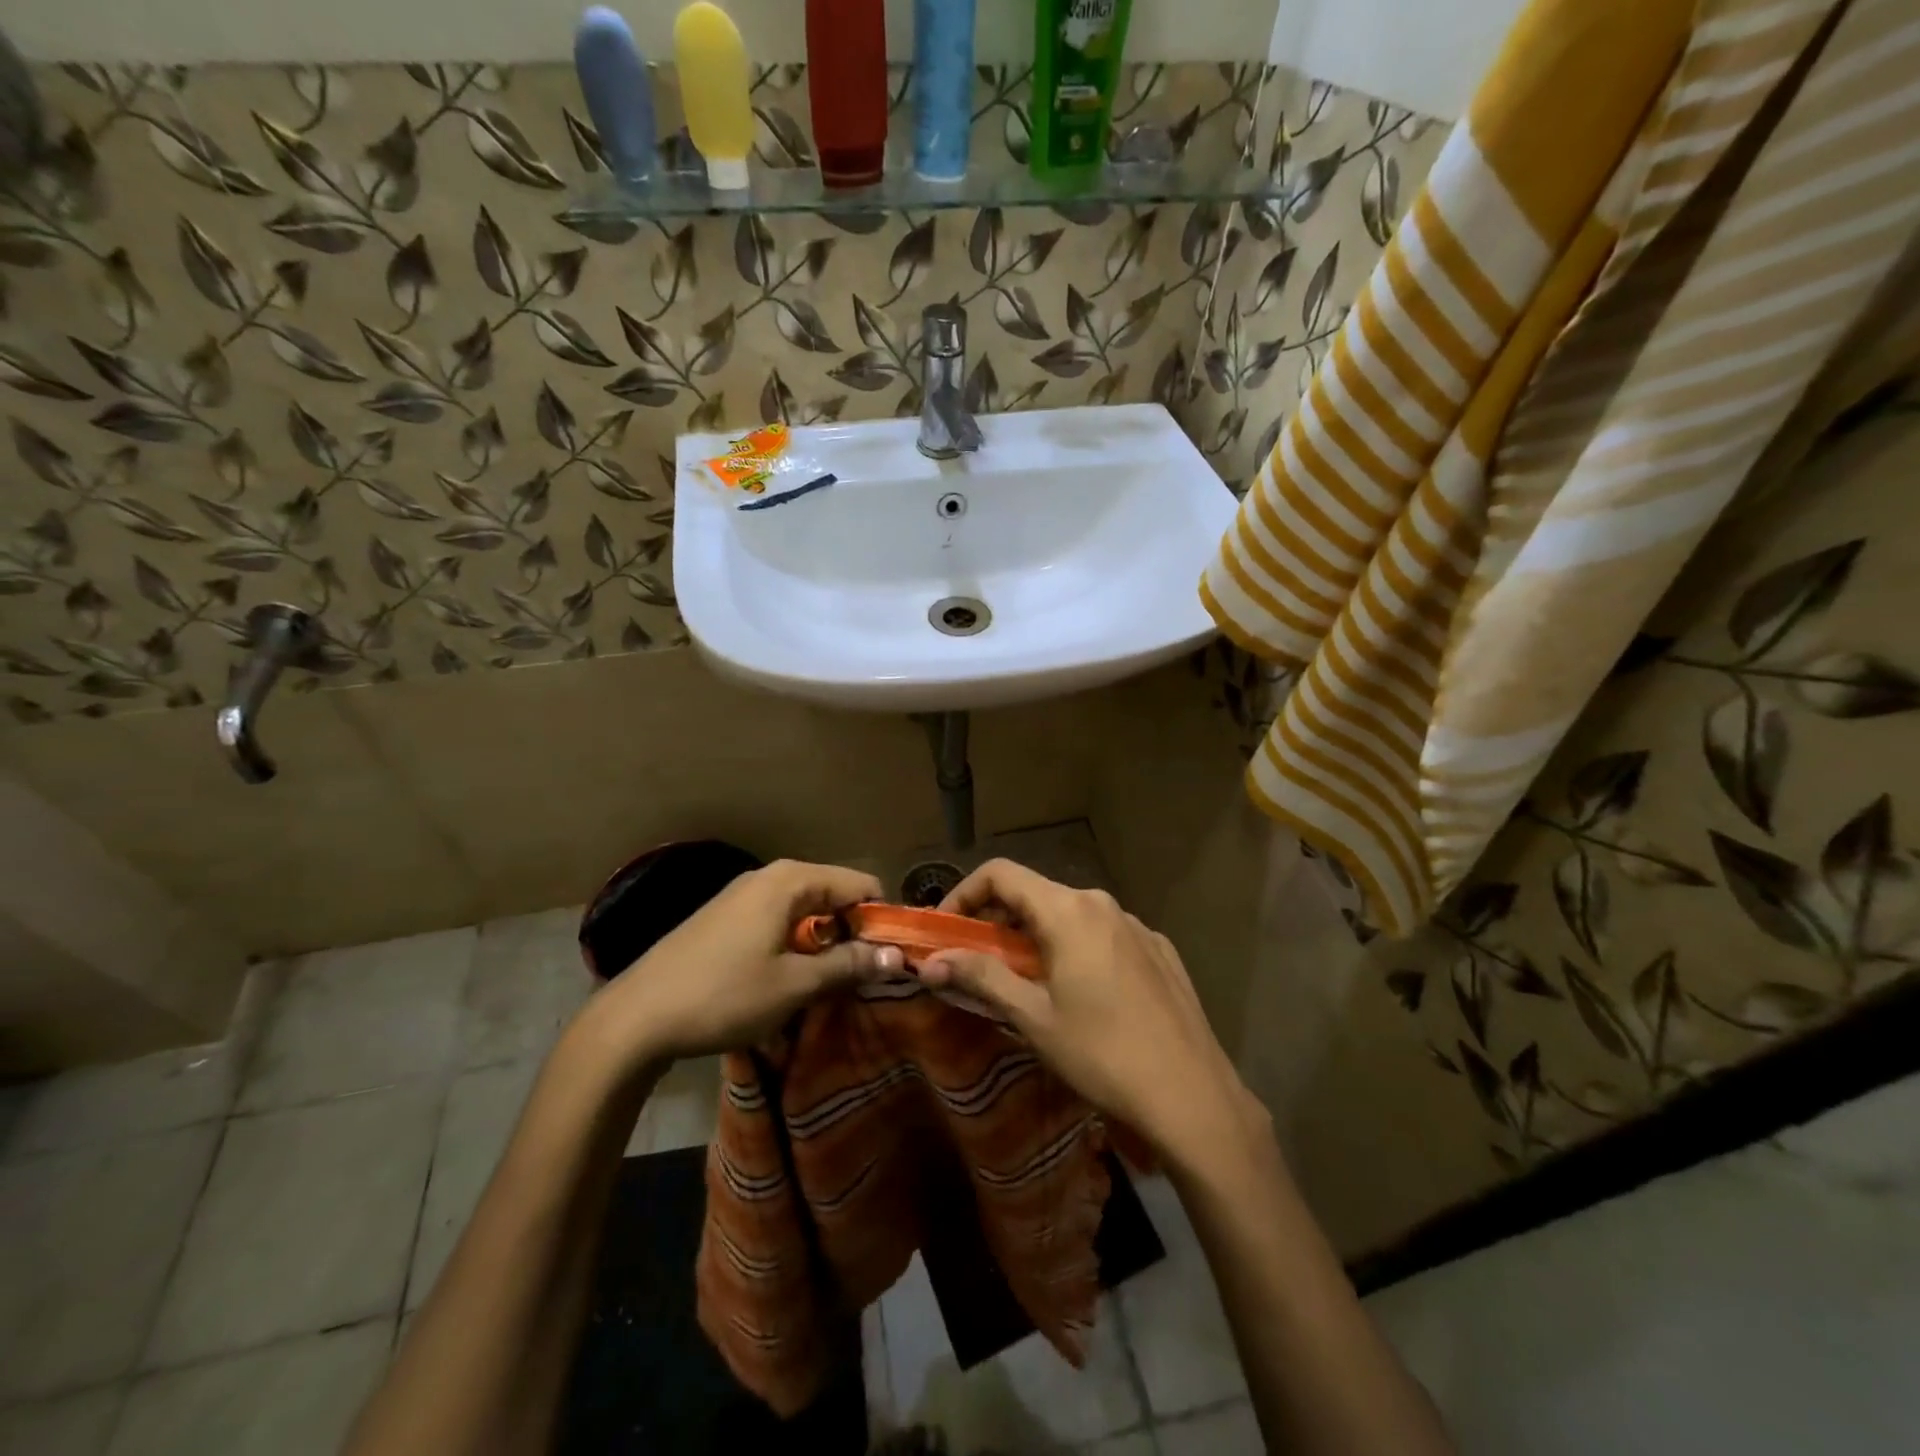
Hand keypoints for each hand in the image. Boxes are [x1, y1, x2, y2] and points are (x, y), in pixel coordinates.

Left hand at [580, 859, 901, 1070]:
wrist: (636, 1018)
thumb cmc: (723, 996)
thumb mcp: (794, 985)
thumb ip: (848, 965)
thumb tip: (897, 956)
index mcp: (790, 880)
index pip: (859, 884)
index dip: (881, 920)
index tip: (890, 960)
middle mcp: (769, 876)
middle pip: (833, 893)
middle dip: (853, 932)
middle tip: (863, 977)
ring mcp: (743, 895)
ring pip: (806, 909)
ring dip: (825, 942)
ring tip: (830, 983)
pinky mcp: (725, 917)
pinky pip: (778, 919)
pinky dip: (796, 943)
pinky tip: (790, 978)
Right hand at [920, 860, 1263, 1160]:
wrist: (1193, 1095)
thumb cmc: (1103, 1055)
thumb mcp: (1034, 1017)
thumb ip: (981, 977)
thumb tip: (930, 962)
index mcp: (1069, 911)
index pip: (1001, 874)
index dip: (964, 893)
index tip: (946, 930)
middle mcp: (1103, 904)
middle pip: (1035, 893)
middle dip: (998, 920)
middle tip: (976, 962)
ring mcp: (1136, 925)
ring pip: (1071, 915)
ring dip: (1036, 936)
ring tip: (1026, 982)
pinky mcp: (1159, 949)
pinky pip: (1104, 935)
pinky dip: (1076, 949)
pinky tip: (1082, 993)